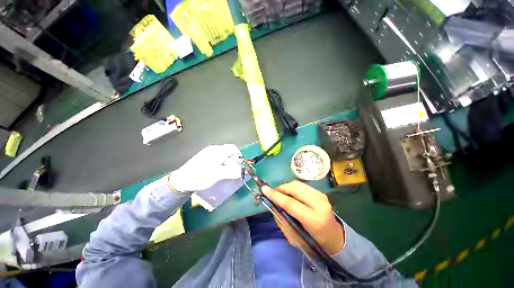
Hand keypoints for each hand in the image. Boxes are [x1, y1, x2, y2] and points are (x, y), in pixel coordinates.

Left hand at [168, 144, 242, 191]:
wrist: (181, 180)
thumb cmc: (200, 176)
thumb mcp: (217, 175)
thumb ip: (231, 171)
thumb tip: (242, 170)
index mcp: (217, 151)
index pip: (233, 148)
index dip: (238, 156)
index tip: (239, 166)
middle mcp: (213, 149)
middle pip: (229, 151)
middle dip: (233, 160)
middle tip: (233, 170)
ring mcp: (209, 153)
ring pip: (224, 155)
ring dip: (228, 163)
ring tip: (226, 172)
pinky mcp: (206, 157)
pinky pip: (219, 158)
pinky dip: (222, 163)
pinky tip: (219, 171)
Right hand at [262, 181, 343, 254]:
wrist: (335, 237)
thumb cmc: (314, 242)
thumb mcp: (295, 238)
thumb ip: (282, 220)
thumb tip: (273, 205)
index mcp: (314, 220)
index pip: (290, 203)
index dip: (275, 195)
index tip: (264, 189)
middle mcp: (320, 204)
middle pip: (294, 188)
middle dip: (280, 188)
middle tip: (271, 192)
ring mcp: (321, 196)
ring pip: (297, 184)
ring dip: (285, 186)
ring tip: (279, 193)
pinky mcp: (320, 192)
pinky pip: (302, 185)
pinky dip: (292, 187)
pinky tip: (289, 193)